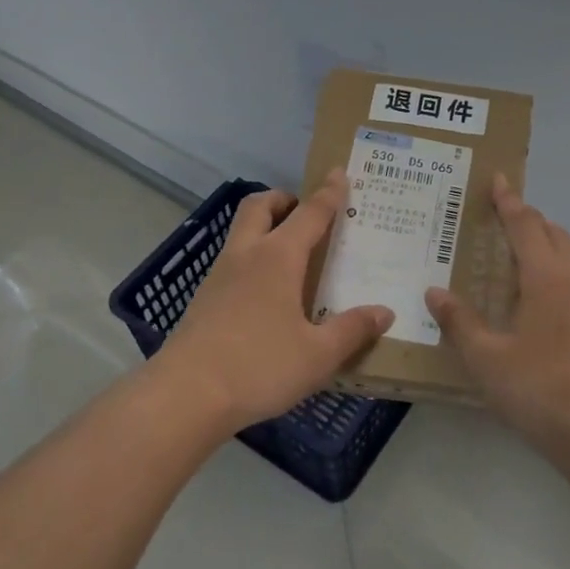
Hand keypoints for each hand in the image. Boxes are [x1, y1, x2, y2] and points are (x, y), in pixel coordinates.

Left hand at [154, 172, 392, 432]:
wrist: (186, 396)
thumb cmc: (260, 367)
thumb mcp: (318, 355)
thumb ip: (352, 330)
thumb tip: (384, 312)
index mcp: (277, 258)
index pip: (309, 214)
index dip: (328, 193)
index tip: (338, 173)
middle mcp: (245, 256)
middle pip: (258, 207)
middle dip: (282, 200)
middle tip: (304, 211)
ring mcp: (218, 277)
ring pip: (240, 233)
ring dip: (263, 228)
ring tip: (290, 254)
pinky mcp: (203, 301)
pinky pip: (231, 263)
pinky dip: (251, 260)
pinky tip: (265, 294)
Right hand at [425, 175, 569, 450]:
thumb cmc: (539, 388)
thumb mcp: (487, 358)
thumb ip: (460, 322)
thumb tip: (436, 291)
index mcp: (546, 278)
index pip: (526, 226)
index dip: (510, 202)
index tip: (498, 180)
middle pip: (554, 235)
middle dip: (531, 219)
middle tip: (504, 215)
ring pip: (569, 259)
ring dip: (545, 245)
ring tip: (517, 254)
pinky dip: (553, 273)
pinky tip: (536, 301)